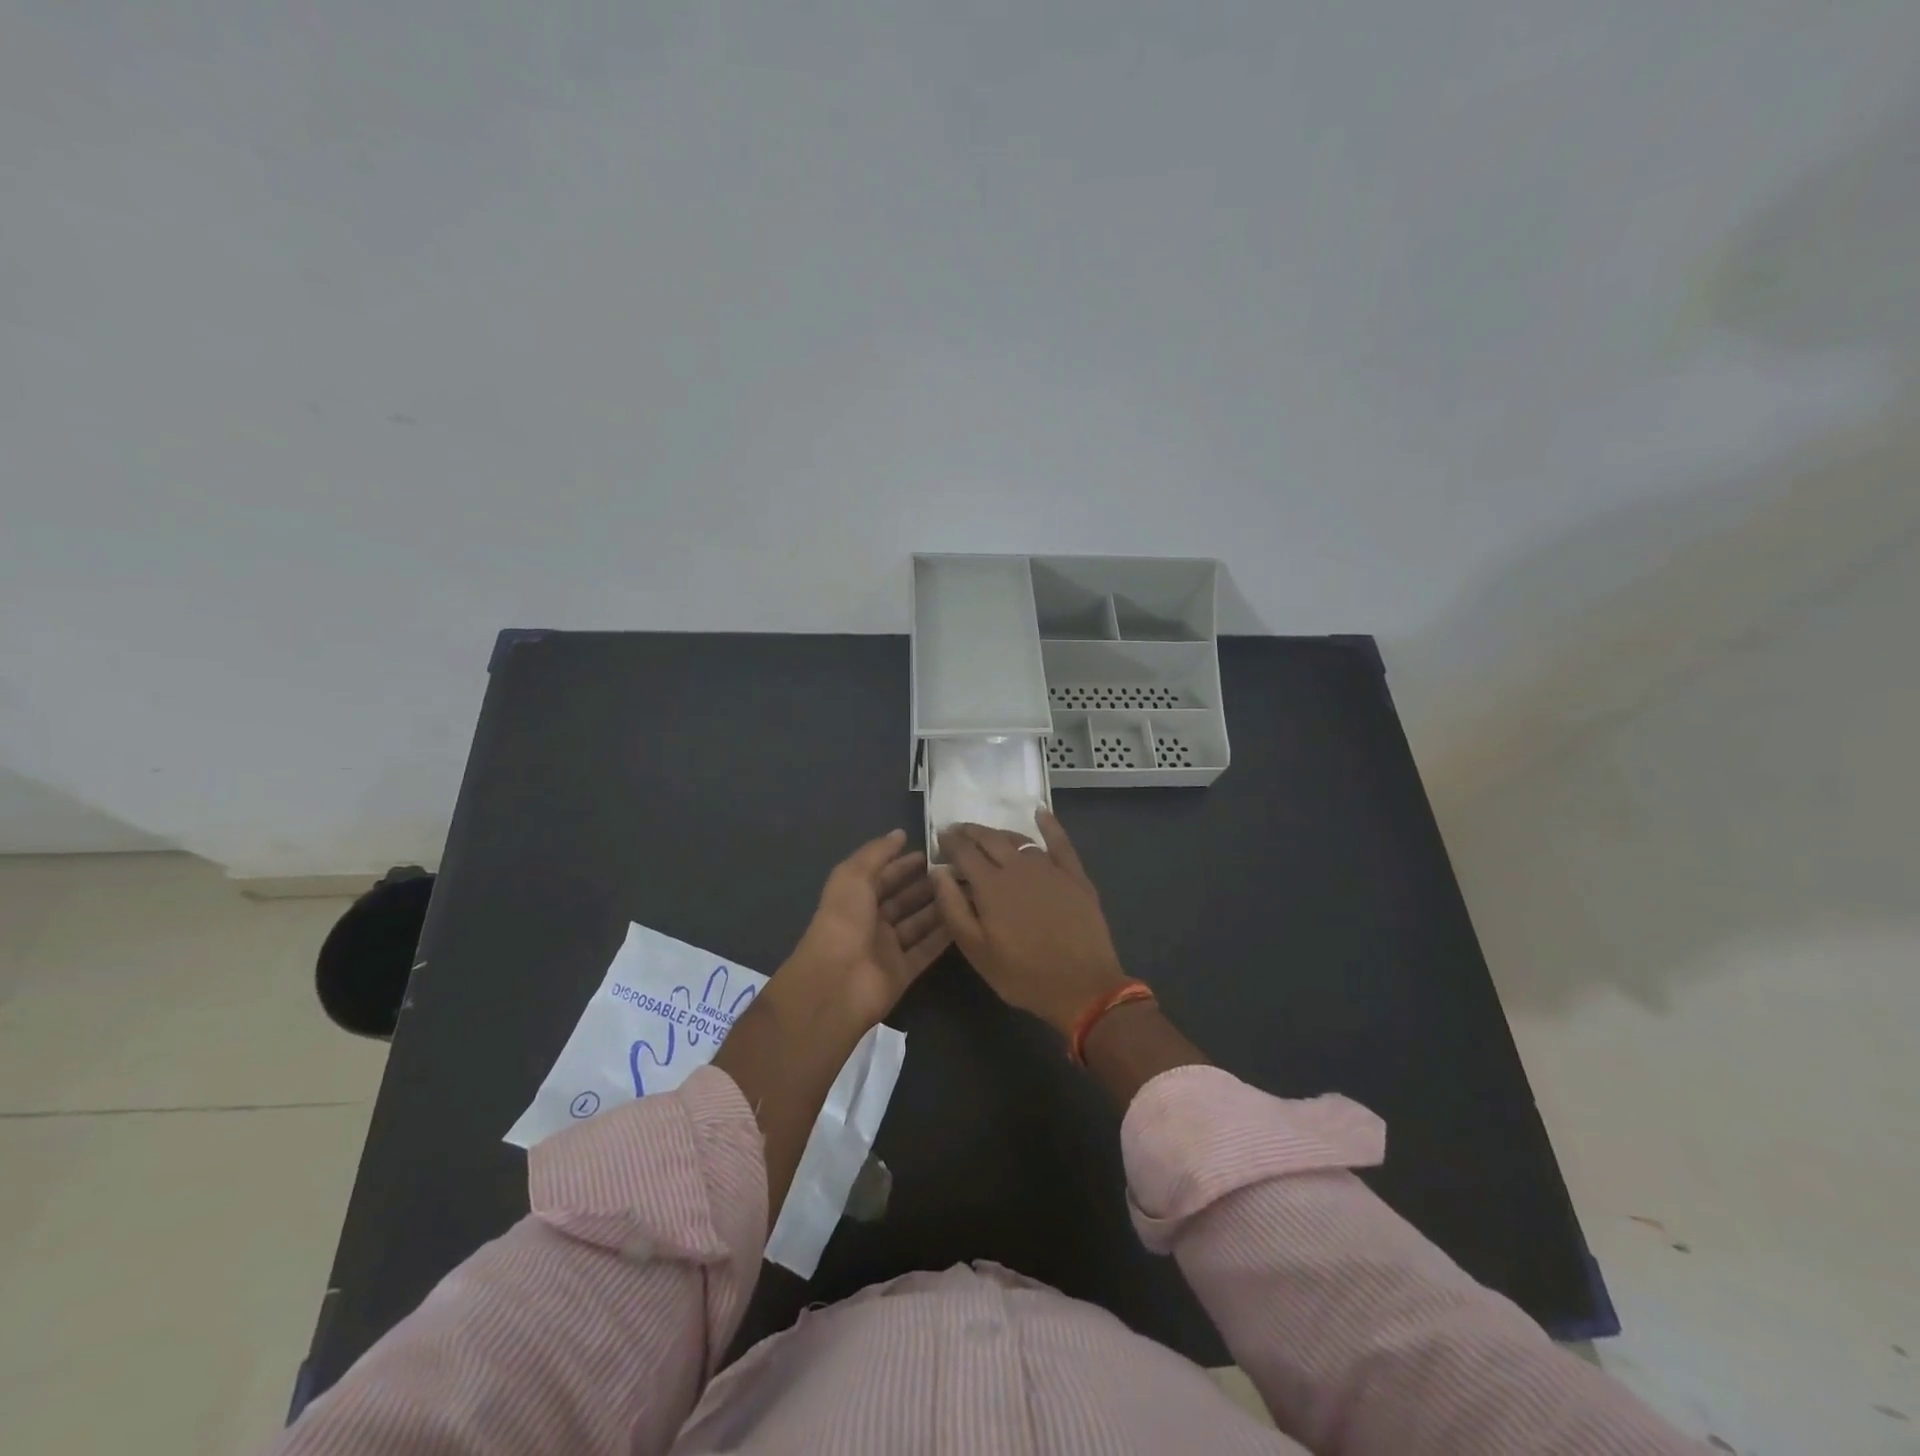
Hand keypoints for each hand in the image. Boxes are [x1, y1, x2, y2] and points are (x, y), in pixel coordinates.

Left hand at [781, 829, 950, 1026]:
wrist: (837, 982)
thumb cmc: (843, 921)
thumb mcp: (853, 876)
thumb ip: (877, 853)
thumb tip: (900, 833)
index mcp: (855, 898)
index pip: (883, 876)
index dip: (904, 863)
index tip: (933, 851)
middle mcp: (871, 922)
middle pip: (903, 899)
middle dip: (926, 884)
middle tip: (958, 870)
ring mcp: (887, 948)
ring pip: (918, 923)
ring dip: (939, 907)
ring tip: (968, 889)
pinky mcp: (903, 971)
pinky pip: (927, 949)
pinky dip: (944, 936)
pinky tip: (966, 918)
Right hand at [931, 810, 1129, 1035]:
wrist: (1082, 986)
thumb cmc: (1023, 974)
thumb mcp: (976, 950)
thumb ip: (952, 908)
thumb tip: (936, 871)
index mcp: (990, 885)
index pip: (964, 851)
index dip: (949, 841)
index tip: (939, 836)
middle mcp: (1018, 867)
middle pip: (990, 839)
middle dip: (970, 831)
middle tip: (958, 830)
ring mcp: (1049, 868)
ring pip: (1019, 840)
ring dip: (999, 833)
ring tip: (988, 834)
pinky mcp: (1074, 875)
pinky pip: (1060, 842)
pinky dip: (1048, 824)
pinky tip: (1040, 812)